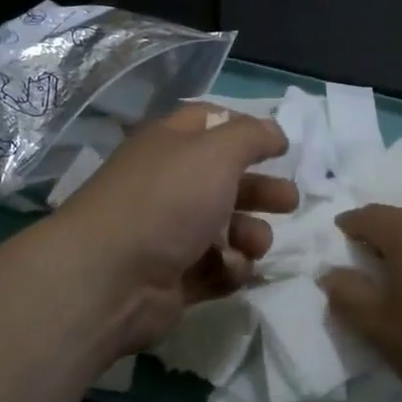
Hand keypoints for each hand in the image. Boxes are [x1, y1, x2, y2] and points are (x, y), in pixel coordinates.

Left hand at [50, 104, 296, 359]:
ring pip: (228, 228)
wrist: (112, 278)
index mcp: (170, 145)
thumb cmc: (167, 200)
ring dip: (251, 234)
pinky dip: (230, 268)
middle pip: (227, 180)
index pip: (210, 123)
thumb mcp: (216, 151)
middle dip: (262, 190)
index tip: (279, 146)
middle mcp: (170, 184)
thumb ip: (252, 136)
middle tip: (289, 201)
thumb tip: (276, 132)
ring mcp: (171, 233)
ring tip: (255, 243)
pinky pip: (218, 267)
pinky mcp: (176, 277)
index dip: (246, 130)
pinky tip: (229, 268)